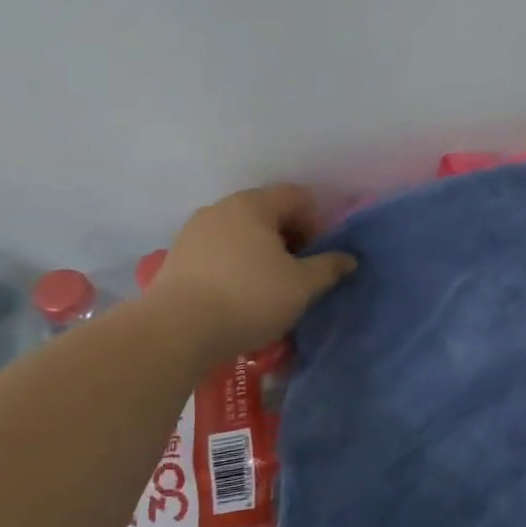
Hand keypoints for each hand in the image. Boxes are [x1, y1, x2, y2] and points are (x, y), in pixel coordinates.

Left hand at [145, 184, 355, 355]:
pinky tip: (239, 293)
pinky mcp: (178, 256)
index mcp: (254, 205)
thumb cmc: (249, 298)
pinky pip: (219, 250)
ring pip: (241, 232)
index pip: (297, 196)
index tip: (319, 254)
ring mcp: (194, 231)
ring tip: (270, 284)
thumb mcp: (302, 286)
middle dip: (289, 236)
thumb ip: (329, 267)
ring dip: (261, 251)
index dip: (317, 221)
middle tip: (299, 270)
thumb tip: (348, 259)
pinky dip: (236, 263)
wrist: (177, 331)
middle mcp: (221, 208)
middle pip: (267, 211)